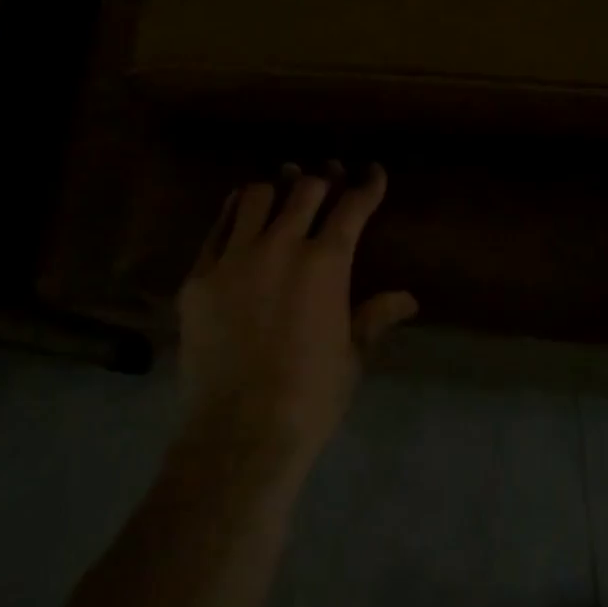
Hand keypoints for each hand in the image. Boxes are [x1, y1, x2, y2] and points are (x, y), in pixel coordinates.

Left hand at [177, 162, 416, 478]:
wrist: (238, 434)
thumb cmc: (309, 399)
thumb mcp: (351, 357)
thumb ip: (374, 317)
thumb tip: (408, 299)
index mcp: (325, 264)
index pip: (352, 208)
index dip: (367, 185)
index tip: (373, 172)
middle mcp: (280, 246)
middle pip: (305, 191)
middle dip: (322, 179)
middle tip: (328, 176)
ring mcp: (234, 258)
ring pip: (255, 197)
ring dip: (275, 188)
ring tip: (282, 185)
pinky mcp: (199, 276)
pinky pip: (217, 228)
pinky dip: (233, 212)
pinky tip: (239, 210)